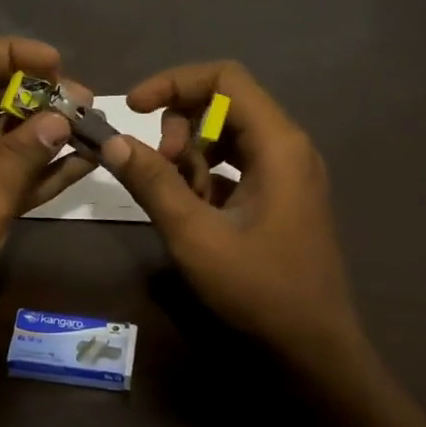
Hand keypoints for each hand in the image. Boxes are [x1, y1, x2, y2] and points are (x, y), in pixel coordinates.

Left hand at [0, 38, 94, 354]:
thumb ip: (23, 155)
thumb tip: (63, 117)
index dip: (10, 55)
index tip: (56, 64)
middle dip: (38, 96)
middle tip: (86, 102)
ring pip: (6, 137)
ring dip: (46, 131)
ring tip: (94, 126)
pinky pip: (12, 174)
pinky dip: (43, 168)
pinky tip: (84, 161)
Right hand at [101, 61, 365, 368]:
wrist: (313, 348)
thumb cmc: (258, 289)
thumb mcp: (195, 235)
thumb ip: (153, 183)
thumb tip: (112, 141)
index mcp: (278, 144)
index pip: (224, 78)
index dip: (173, 83)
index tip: (132, 108)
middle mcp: (288, 147)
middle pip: (224, 104)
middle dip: (180, 127)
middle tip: (157, 169)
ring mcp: (287, 173)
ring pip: (227, 137)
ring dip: (190, 156)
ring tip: (175, 199)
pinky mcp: (280, 197)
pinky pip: (236, 166)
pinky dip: (206, 178)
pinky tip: (193, 213)